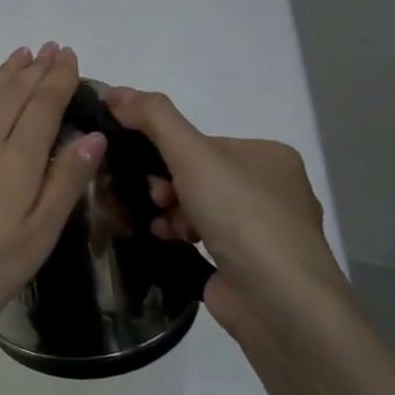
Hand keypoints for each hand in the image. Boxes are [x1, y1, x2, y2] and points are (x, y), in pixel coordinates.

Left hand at [0, 43, 104, 345]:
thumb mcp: (34, 239)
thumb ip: (63, 184)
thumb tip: (93, 137)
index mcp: (16, 161)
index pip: (43, 106)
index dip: (58, 79)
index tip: (69, 56)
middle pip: (13, 95)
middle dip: (35, 69)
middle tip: (51, 47)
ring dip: (5, 74)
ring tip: (21, 55)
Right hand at [103, 87, 352, 339]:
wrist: (281, 304)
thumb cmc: (243, 219)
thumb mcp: (194, 156)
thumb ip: (154, 119)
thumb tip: (113, 90)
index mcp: (269, 156)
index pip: (203, 143)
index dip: (168, 153)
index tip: (146, 170)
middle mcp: (272, 189)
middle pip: (198, 174)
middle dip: (168, 186)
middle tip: (156, 200)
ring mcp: (262, 230)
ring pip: (198, 206)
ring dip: (171, 212)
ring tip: (163, 227)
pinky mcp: (248, 264)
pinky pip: (203, 237)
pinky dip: (181, 236)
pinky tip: (169, 242)